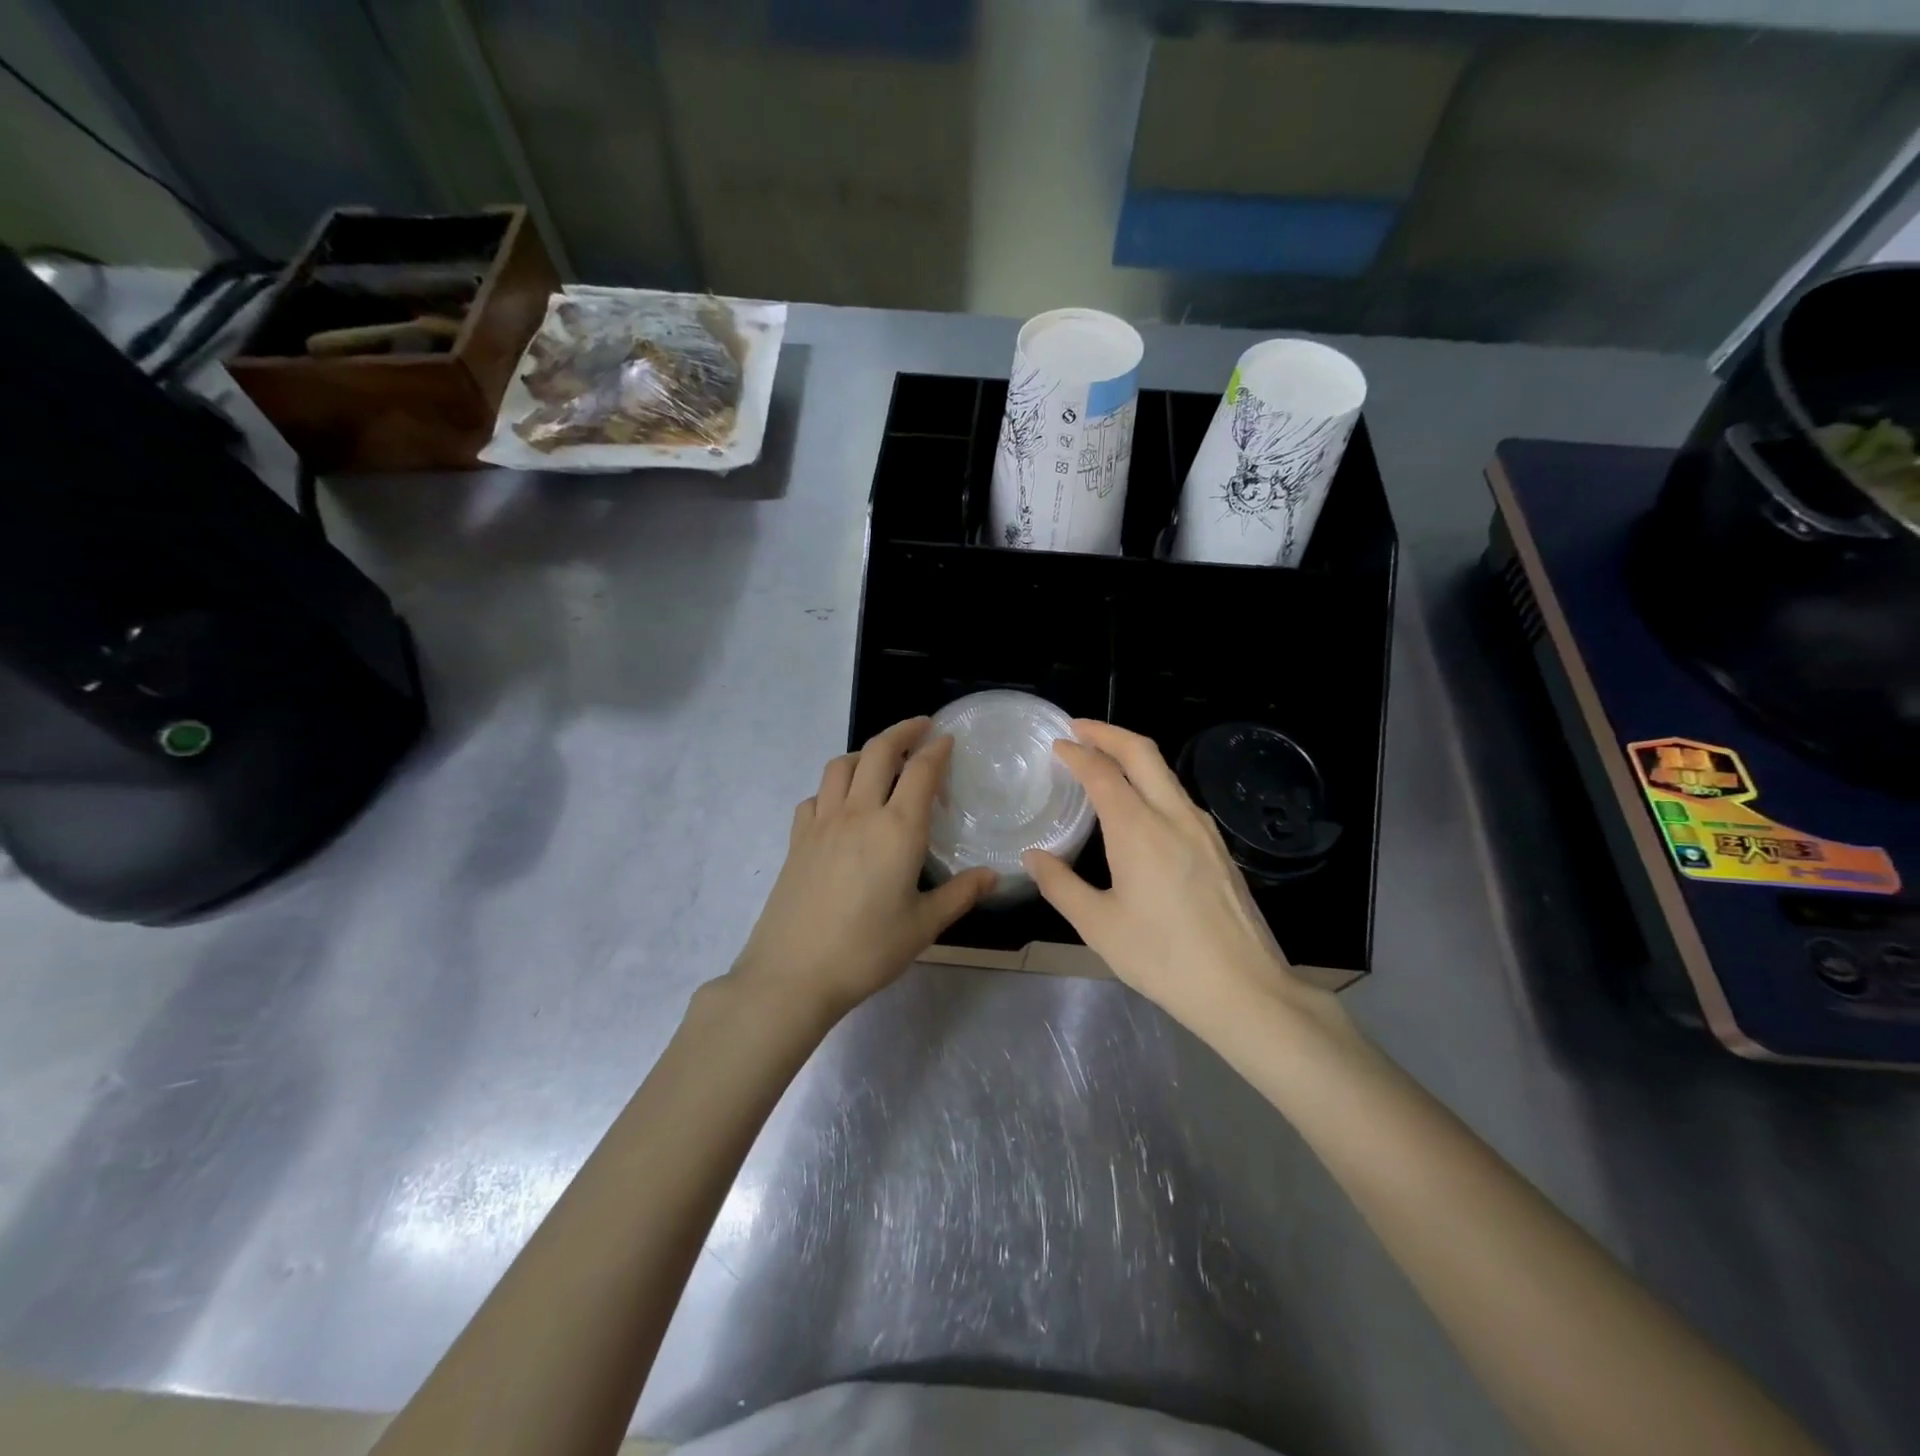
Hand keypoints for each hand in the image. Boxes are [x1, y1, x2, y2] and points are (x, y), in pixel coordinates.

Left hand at [732, 717, 995, 1017]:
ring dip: (865, 753)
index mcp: (897, 830)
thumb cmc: (867, 950)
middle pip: (878, 751)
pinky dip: (833, 787)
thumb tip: (993, 876)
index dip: (936, 748)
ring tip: (881, 761)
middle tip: (921, 728)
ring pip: (841, 766)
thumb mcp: (923, 926)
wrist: (793, 973)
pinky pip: (816, 796)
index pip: (921, 771)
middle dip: (902, 731)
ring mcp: (822, 822)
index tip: (947, 738)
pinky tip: (841, 805)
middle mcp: (859, 813)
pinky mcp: (797, 838)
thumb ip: (960, 895)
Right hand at [1024, 720, 1340, 1037]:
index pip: (1102, 773)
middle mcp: (1174, 816)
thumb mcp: (1099, 926)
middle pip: (1142, 752)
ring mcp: (1203, 829)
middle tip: (1078, 728)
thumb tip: (1033, 856)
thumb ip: (1060, 885)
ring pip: (1165, 773)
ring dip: (1133, 756)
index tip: (1056, 745)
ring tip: (1104, 762)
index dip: (1077, 753)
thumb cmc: (1163, 958)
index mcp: (1138, 830)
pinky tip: (1140, 806)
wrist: (1244, 988)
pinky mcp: (1218, 847)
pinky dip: (1152, 783)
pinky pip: (1179, 798)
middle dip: (1107, 732)